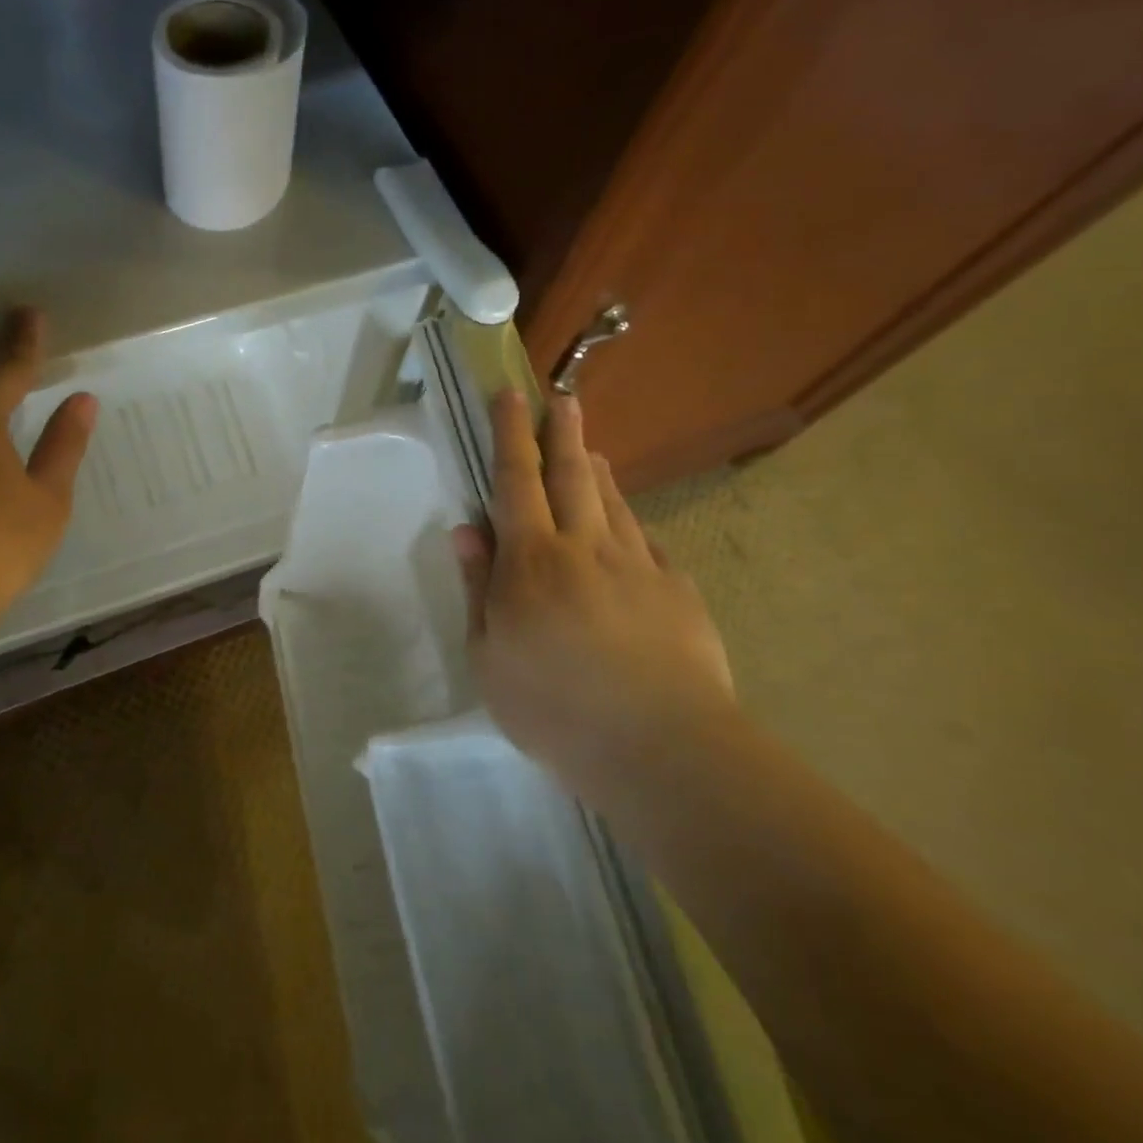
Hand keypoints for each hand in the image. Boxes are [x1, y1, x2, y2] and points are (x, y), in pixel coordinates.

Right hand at [452, 391, 736, 777]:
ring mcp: (637, 567)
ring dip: (597, 471)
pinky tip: (627, 532)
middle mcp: (585, 548)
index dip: (510, 435)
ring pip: (612, 503)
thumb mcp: (488, 654)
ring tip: (589, 450)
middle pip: (572, 476)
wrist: (659, 747)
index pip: (515, 481)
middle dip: (563, 434)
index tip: (511, 395)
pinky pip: (645, 544)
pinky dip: (629, 527)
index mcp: (532, 560)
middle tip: (563, 400)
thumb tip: (466, 530)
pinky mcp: (676, 592)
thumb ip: (479, 587)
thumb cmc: (553, 706)